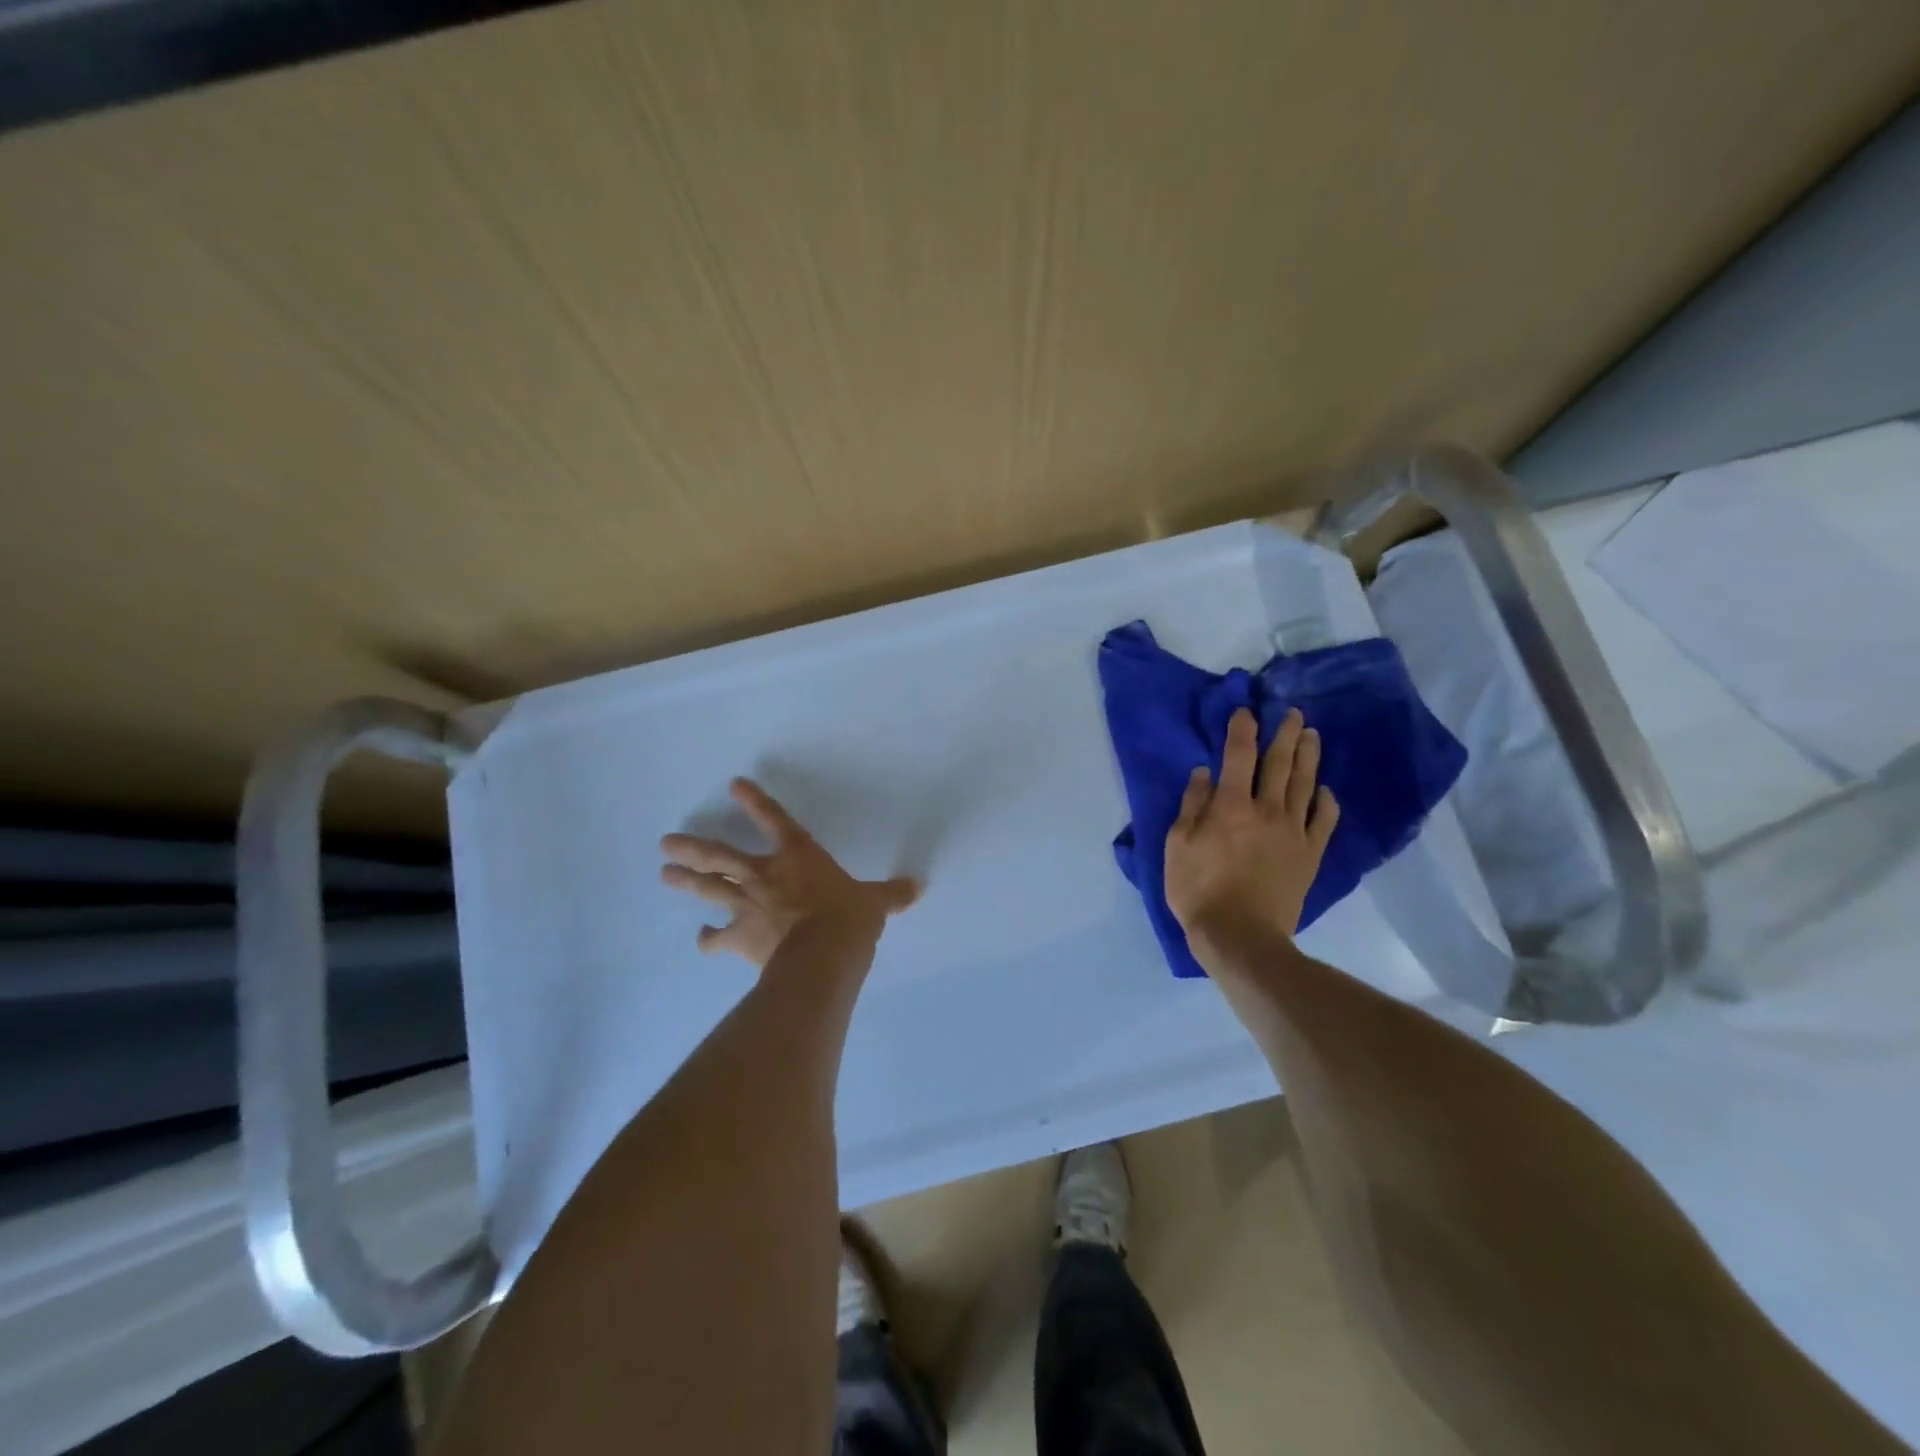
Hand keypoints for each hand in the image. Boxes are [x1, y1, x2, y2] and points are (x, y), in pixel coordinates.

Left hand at [660, 778, 918, 967]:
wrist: (822, 956)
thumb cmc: (848, 918)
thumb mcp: (875, 903)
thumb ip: (891, 894)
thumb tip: (918, 887)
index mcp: (798, 856)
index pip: (774, 821)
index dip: (756, 801)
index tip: (734, 783)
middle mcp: (765, 875)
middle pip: (721, 856)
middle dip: (694, 848)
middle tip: (667, 843)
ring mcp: (747, 905)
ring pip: (709, 889)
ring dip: (687, 882)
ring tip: (665, 874)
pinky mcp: (740, 937)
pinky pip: (718, 938)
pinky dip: (709, 940)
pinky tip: (702, 940)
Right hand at [1164, 706, 1339, 950]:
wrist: (1240, 936)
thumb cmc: (1198, 889)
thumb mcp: (1178, 845)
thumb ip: (1192, 805)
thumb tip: (1203, 772)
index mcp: (1231, 805)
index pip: (1239, 755)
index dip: (1242, 730)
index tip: (1246, 711)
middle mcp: (1267, 810)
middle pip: (1279, 763)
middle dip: (1284, 734)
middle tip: (1293, 712)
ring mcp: (1294, 832)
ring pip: (1304, 784)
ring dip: (1308, 756)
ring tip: (1311, 735)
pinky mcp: (1310, 854)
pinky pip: (1324, 820)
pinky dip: (1326, 801)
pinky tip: (1325, 790)